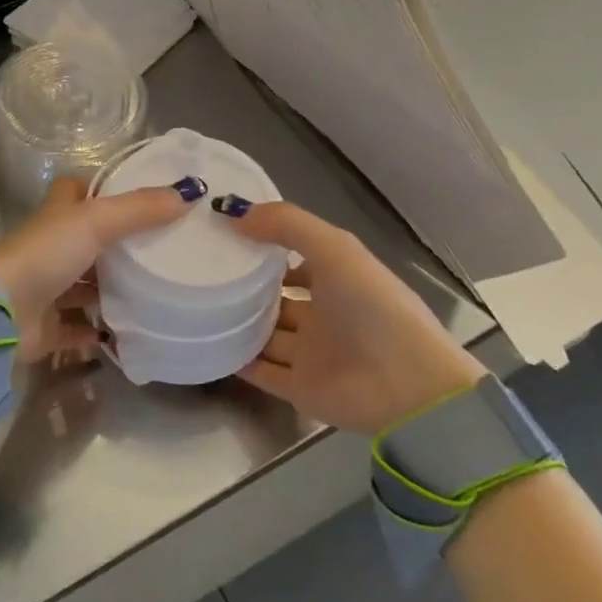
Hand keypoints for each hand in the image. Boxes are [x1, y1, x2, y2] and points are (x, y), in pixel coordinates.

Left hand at [0, 174, 197, 359]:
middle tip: (163, 251)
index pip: (79, 193)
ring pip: (84, 286)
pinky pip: (78, 330)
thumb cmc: (45, 254)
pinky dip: (100, 332)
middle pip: (87, 242)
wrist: (0, 313)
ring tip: (156, 292)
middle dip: (119, 246)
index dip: (103, 191)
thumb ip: (140, 209)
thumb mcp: (96, 221)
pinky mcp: (47, 327)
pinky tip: (130, 334)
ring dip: (111, 289)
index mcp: (57, 216)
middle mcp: (51, 249)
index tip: (143, 198)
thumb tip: (190, 192)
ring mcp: (47, 289)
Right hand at [219, 199, 485, 433]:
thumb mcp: (335, 250)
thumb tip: (233, 213)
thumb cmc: (374, 309)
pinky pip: (260, 371)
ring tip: (194, 305)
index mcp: (339, 281)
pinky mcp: (299, 388)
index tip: (224, 237)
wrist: (408, 388)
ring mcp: (311, 354)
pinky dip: (236, 360)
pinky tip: (205, 343)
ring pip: (266, 334)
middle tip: (201, 272)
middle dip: (246, 287)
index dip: (265, 247)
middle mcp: (324, 315)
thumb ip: (287, 225)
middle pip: (277, 298)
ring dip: (237, 322)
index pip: (296, 260)